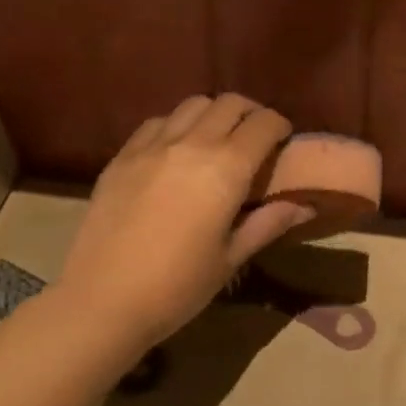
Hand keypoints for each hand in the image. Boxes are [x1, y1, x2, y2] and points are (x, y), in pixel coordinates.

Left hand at [58, 94, 311, 348]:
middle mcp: (192, 144)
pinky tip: (175, 151)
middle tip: (255, 137)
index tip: (283, 140)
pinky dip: (176, 126)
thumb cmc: (176, 287)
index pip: (264, 123)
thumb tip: (304, 206)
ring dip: (214, 114)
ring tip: (216, 139)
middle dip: (250, 113)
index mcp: (226, 168)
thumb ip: (268, 223)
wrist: (101, 302)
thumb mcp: (231, 258)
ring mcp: (153, 146)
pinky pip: (157, 122)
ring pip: (193, 105)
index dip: (280, 126)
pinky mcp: (122, 156)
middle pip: (230, 103)